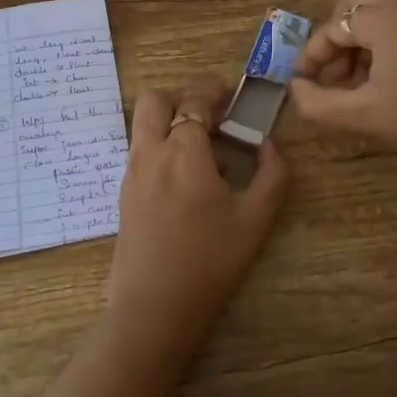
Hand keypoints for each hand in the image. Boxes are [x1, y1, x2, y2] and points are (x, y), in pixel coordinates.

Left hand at [108, 80, 288, 354]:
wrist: (155, 305)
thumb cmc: (211, 260)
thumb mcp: (256, 218)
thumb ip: (272, 174)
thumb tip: (267, 144)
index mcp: (184, 152)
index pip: (195, 102)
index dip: (213, 91)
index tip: (230, 93)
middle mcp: (151, 152)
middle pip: (155, 100)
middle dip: (182, 97)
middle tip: (210, 115)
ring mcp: (132, 172)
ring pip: (143, 123)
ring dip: (168, 119)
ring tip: (199, 145)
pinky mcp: (124, 192)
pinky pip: (140, 149)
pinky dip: (159, 143)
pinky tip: (183, 174)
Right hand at [288, 0, 396, 174]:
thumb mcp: (365, 115)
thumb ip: (319, 104)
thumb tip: (295, 88)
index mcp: (382, 17)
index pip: (331, 29)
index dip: (312, 58)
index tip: (304, 87)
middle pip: (352, 4)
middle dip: (335, 38)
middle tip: (332, 75)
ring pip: (376, 13)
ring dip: (358, 42)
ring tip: (355, 85)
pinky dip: (382, 42)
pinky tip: (383, 81)